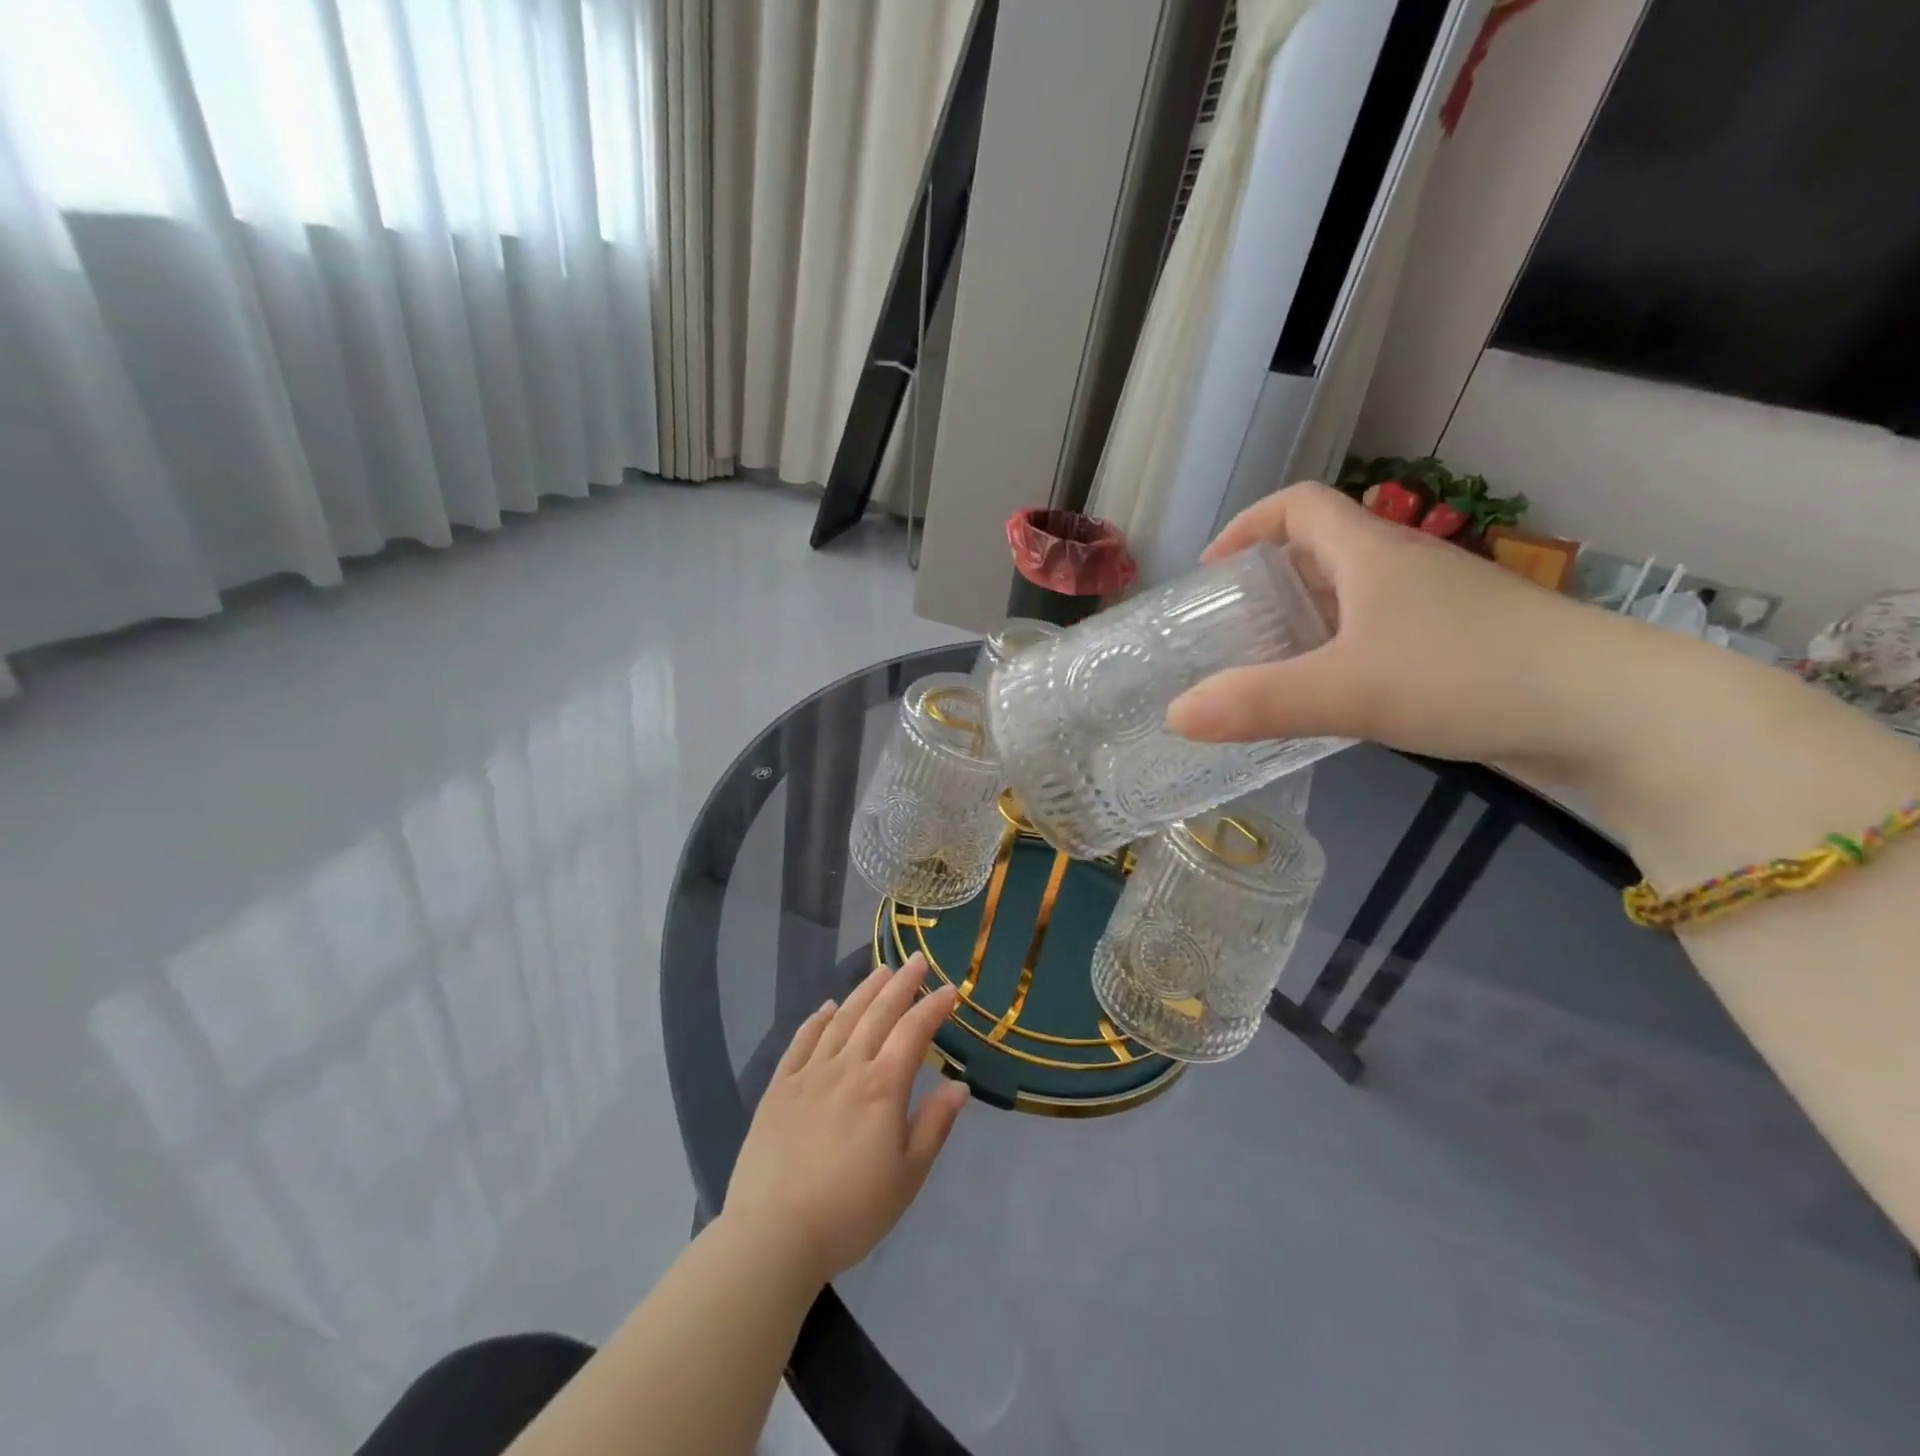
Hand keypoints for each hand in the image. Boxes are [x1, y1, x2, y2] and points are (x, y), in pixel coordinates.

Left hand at [722, 954, 968, 1284]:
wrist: (774, 1234)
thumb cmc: (851, 1211)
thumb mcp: (908, 1177)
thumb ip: (934, 1126)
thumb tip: (959, 1085)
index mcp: (882, 1087)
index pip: (914, 1032)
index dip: (933, 1007)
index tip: (949, 988)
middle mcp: (847, 1067)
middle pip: (878, 1014)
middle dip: (901, 983)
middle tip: (916, 960)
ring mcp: (809, 1073)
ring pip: (842, 1019)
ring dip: (864, 991)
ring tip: (880, 971)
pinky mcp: (779, 1087)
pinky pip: (802, 1041)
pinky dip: (817, 1020)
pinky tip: (827, 1008)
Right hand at [1167, 481, 1648, 775]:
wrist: (1614, 713)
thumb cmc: (1469, 675)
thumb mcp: (1347, 690)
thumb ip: (1257, 702)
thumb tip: (1175, 715)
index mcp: (1373, 553)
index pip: (1299, 505)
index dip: (1247, 525)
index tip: (1212, 571)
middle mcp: (1403, 568)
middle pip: (1320, 550)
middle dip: (1267, 581)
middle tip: (1228, 629)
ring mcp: (1437, 607)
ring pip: (1352, 596)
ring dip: (1304, 620)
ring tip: (1266, 665)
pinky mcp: (1460, 646)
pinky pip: (1379, 634)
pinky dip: (1341, 652)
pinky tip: (1331, 696)